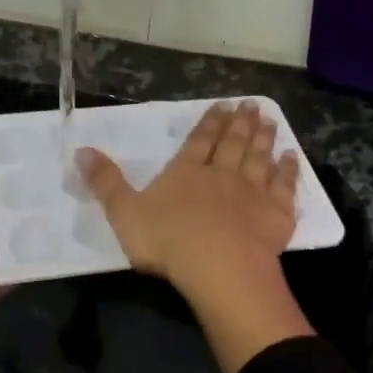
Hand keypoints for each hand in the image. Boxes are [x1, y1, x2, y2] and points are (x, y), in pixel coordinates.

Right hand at [77, 101, 312, 372]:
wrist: (219, 268)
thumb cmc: (167, 241)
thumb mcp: (123, 212)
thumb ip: (105, 182)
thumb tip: (81, 150)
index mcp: (186, 172)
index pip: (200, 140)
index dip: (210, 122)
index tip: (222, 104)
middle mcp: (222, 174)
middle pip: (233, 143)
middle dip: (240, 122)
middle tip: (250, 104)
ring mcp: (253, 193)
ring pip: (259, 158)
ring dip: (264, 137)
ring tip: (270, 118)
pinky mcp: (276, 215)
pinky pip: (284, 187)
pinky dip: (288, 171)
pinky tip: (292, 158)